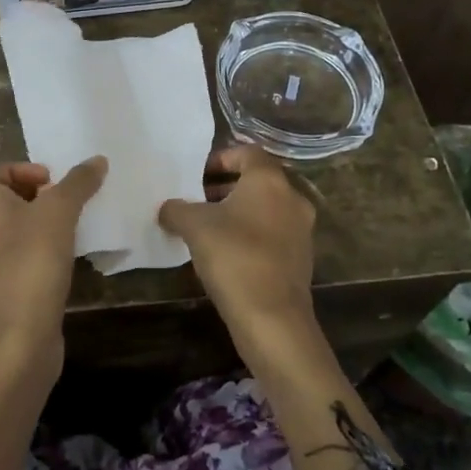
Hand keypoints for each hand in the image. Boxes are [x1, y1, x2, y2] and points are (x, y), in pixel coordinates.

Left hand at [0, 157, 106, 382]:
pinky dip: (40, 252)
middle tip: (67, 204)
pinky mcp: (0, 289)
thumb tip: (97, 159)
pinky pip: (20, 257)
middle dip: (37, 197)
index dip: (20, 170)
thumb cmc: (31, 263)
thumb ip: (78, 183)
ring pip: (13, 230)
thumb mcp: (58, 213)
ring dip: (42, 225)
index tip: (51, 182)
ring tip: (72, 229)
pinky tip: (65, 261)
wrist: (16, 339)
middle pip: (3, 200)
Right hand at [158, 146, 328, 380]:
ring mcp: (301, 229)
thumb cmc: (233, 257)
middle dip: (226, 187)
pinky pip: (273, 233)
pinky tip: (228, 253)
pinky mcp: (302, 257)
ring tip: (209, 228)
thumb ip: (177, 209)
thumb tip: (168, 208)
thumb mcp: (194, 227)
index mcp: (270, 180)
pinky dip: (252, 233)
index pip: (247, 152)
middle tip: (198, 200)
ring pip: (267, 208)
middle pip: (258, 180)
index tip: (197, 175)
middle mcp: (292, 197)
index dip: (220, 158)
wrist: (272, 317)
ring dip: (239, 211)